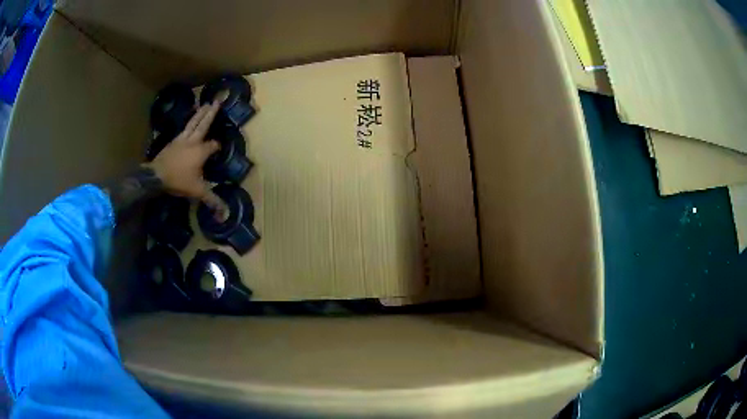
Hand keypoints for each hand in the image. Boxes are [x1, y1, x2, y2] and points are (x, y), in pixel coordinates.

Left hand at [145, 102, 227, 217]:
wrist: (156, 175)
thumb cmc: (178, 181)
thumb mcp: (197, 191)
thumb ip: (211, 200)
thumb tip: (225, 216)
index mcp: (201, 150)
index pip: (214, 145)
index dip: (218, 147)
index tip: (219, 148)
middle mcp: (193, 140)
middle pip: (204, 124)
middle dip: (211, 113)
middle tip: (217, 100)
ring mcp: (182, 139)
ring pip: (193, 123)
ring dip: (200, 113)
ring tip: (205, 103)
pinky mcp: (173, 141)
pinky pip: (183, 128)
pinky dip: (188, 122)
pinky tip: (188, 122)